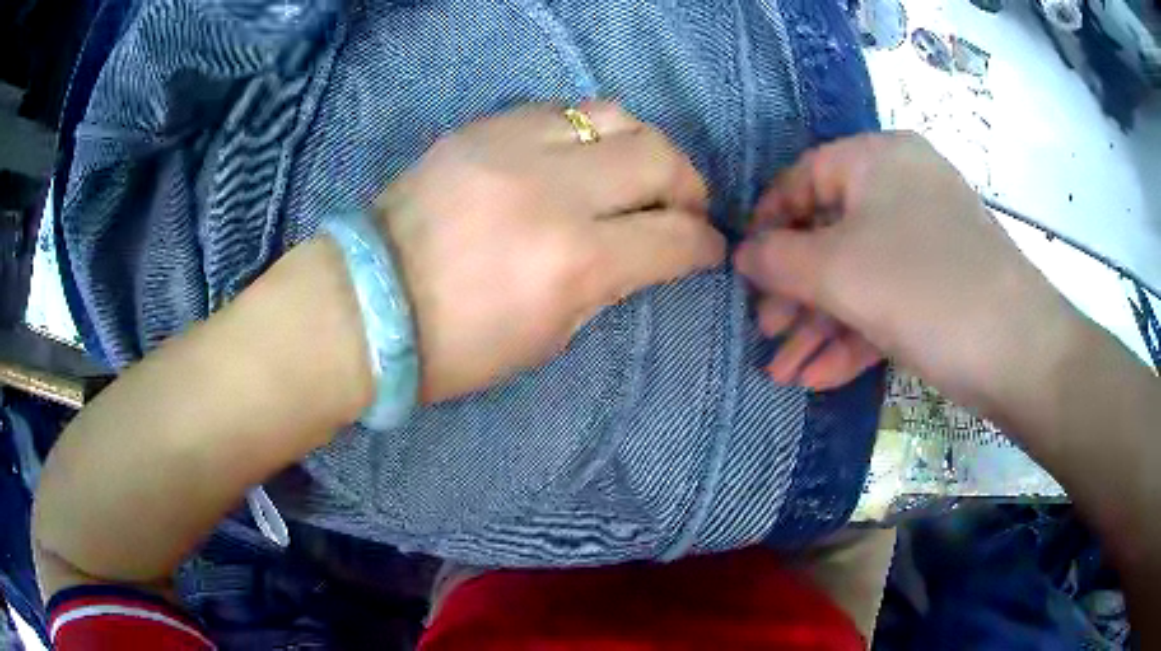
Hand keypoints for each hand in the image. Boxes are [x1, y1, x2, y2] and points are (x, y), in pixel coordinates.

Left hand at [377, 102, 725, 402]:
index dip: (705, 246)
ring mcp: (515, 147)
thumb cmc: (454, 346)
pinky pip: (562, 110)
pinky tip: (582, 156)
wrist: (366, 303)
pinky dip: (589, 132)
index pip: (674, 239)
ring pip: (617, 115)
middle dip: (688, 186)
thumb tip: (641, 253)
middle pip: (659, 158)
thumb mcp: (547, 338)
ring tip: (637, 173)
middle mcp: (555, 191)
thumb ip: (604, 287)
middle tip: (683, 208)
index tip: (709, 249)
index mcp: (575, 263)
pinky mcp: (483, 128)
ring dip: (643, 146)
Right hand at [735, 132, 1069, 406]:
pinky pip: (886, 300)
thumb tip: (741, 253)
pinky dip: (853, 338)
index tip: (744, 269)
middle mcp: (902, 188)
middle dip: (794, 293)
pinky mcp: (939, 286)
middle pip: (831, 234)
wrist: (1020, 352)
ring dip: (819, 327)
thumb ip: (780, 259)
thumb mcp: (840, 270)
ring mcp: (924, 240)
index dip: (768, 223)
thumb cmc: (926, 289)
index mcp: (878, 159)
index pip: (804, 178)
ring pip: (858, 276)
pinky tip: (818, 378)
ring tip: (783, 373)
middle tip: (765, 333)